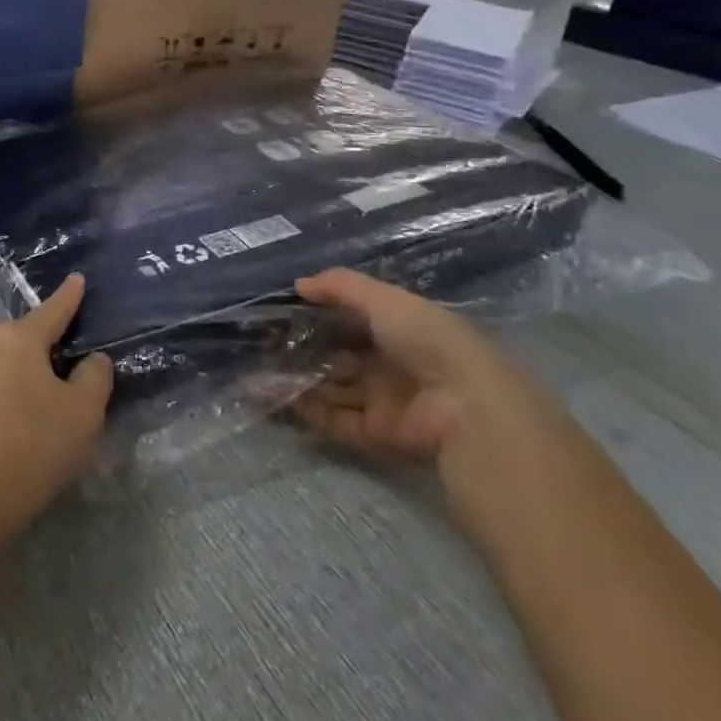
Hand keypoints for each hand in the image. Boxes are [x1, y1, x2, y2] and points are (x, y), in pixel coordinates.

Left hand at [0, 276, 112, 554]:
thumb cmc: (31, 453)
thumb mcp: (83, 417)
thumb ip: (94, 379)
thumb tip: (91, 361)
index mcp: (17, 341)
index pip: (51, 311)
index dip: (68, 297)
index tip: (76, 279)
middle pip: (11, 338)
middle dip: (28, 348)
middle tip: (45, 378)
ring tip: (10, 418)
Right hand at [285, 268, 549, 470]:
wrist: (467, 407)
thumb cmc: (427, 340)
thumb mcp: (384, 299)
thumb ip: (340, 286)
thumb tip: (298, 284)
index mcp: (400, 330)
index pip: (352, 320)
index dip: (318, 315)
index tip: (279, 311)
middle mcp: (391, 365)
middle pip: (338, 356)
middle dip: (301, 351)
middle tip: (259, 345)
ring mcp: (384, 402)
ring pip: (331, 389)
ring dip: (296, 381)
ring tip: (253, 374)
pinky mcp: (378, 436)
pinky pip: (335, 421)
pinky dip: (305, 411)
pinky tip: (273, 398)